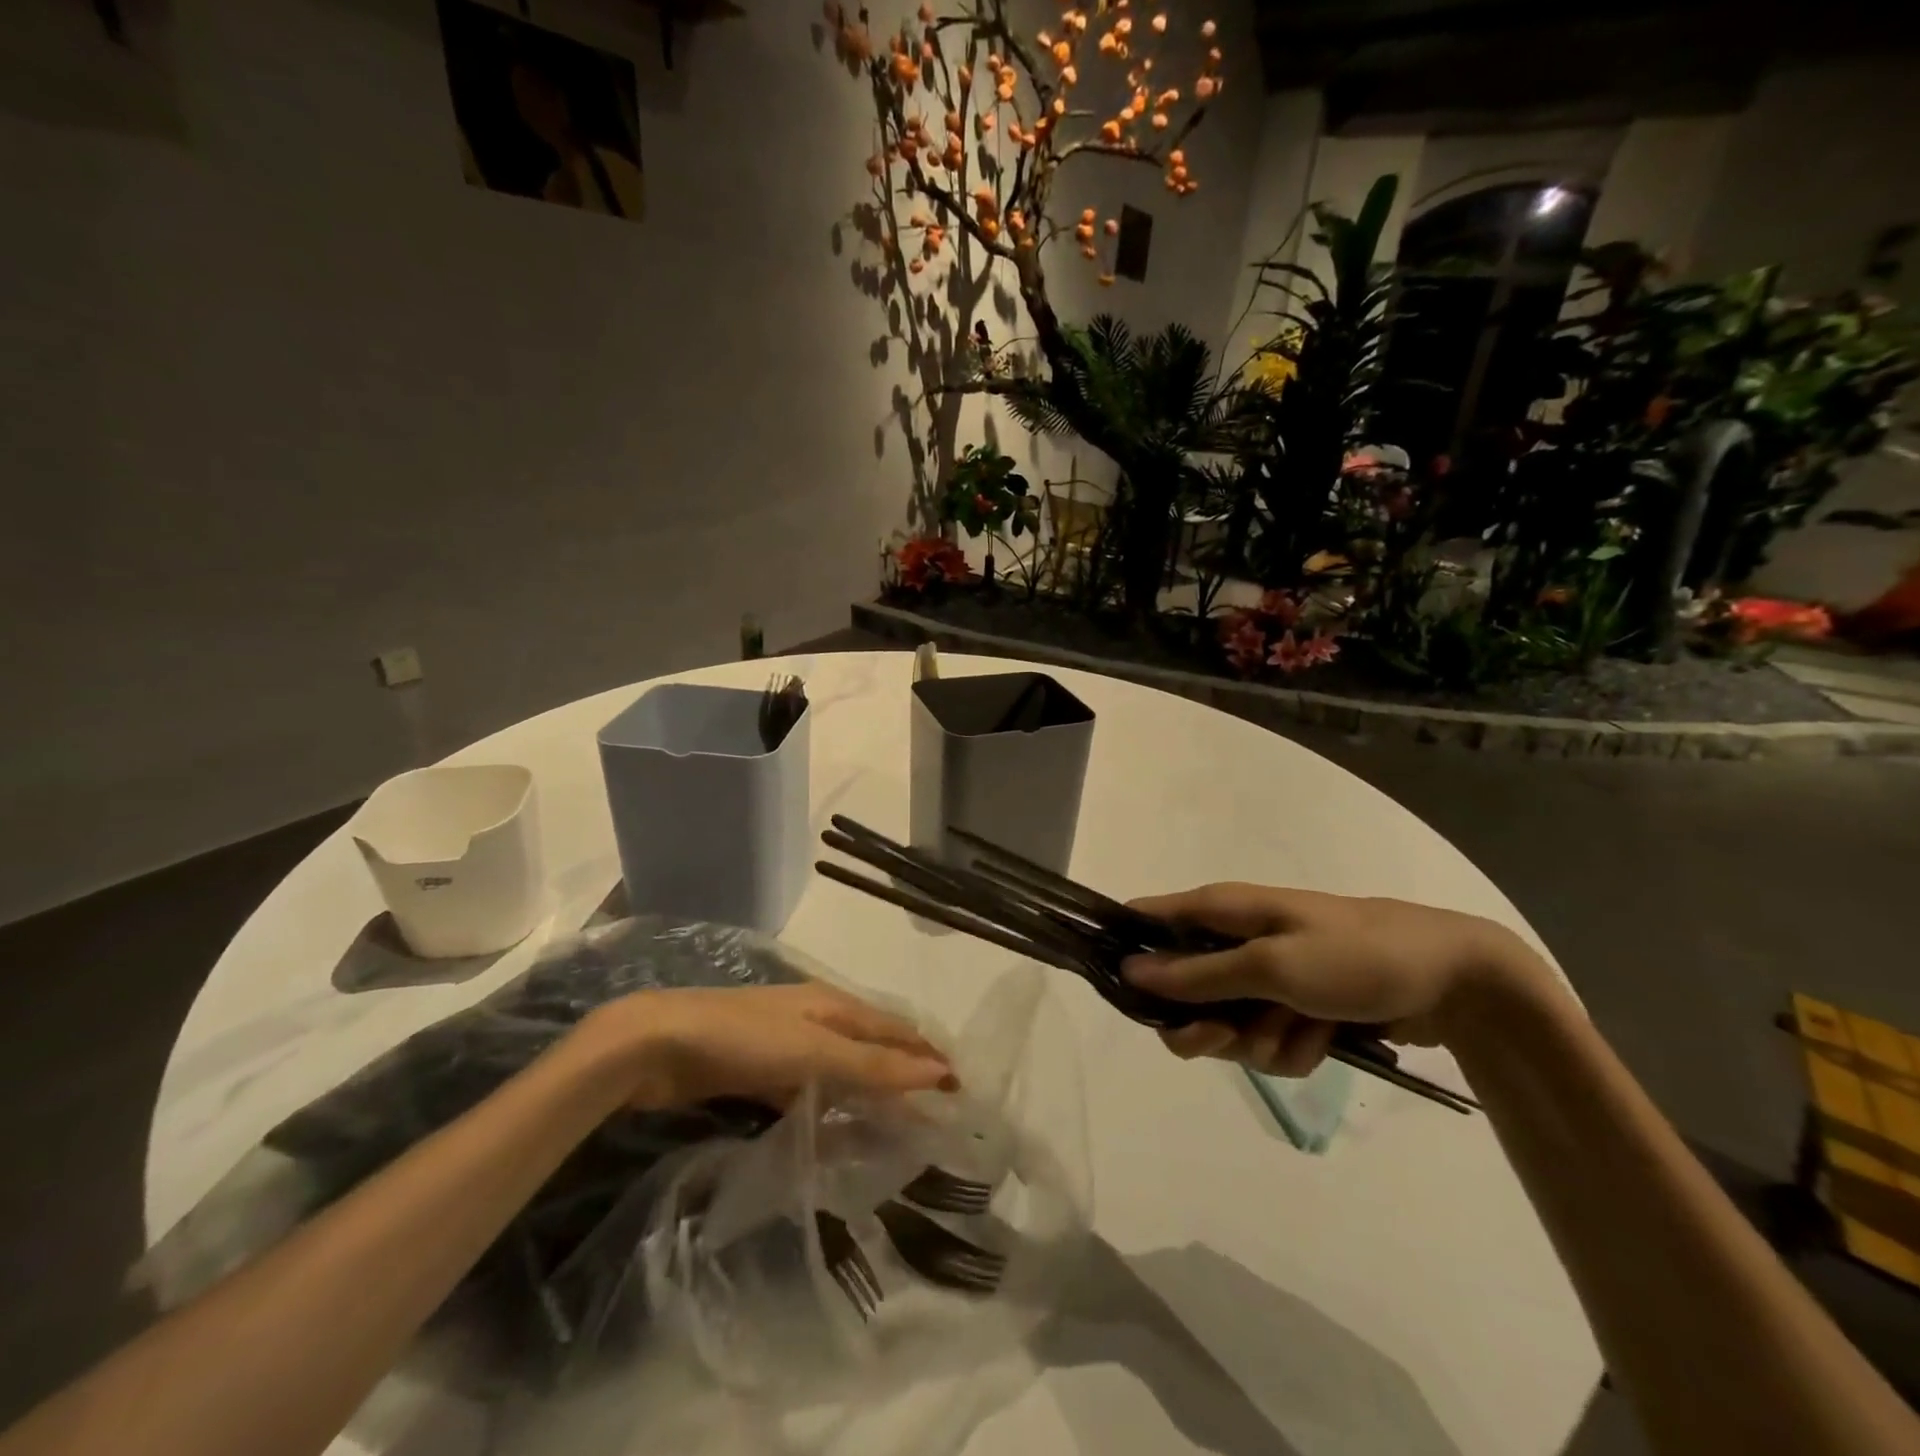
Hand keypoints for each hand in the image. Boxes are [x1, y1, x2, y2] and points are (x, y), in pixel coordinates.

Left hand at [580, 983, 956, 1108]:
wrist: (658, 1044)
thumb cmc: (743, 1040)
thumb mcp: (814, 1051)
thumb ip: (872, 1065)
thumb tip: (938, 1072)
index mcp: (833, 1004)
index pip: (895, 1029)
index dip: (927, 1054)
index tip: (959, 1088)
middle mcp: (816, 1018)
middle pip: (871, 1045)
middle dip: (902, 1072)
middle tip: (933, 1112)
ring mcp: (785, 1043)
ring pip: (840, 1068)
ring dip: (866, 1092)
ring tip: (892, 1127)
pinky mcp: (758, 1069)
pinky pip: (808, 1089)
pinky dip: (829, 1107)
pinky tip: (833, 1130)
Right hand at [1123, 883, 1545, 1076]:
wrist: (1452, 982)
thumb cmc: (1354, 957)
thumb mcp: (1272, 965)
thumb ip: (1198, 973)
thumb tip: (1128, 969)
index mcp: (1220, 911)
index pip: (1146, 922)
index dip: (1130, 957)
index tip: (1130, 1000)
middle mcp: (1234, 941)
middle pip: (1181, 991)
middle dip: (1206, 1024)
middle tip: (1227, 1036)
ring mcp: (1265, 977)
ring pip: (1226, 1025)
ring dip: (1260, 1041)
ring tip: (1302, 1031)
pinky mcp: (1293, 1007)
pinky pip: (1267, 1041)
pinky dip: (1293, 1047)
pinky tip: (1324, 1039)